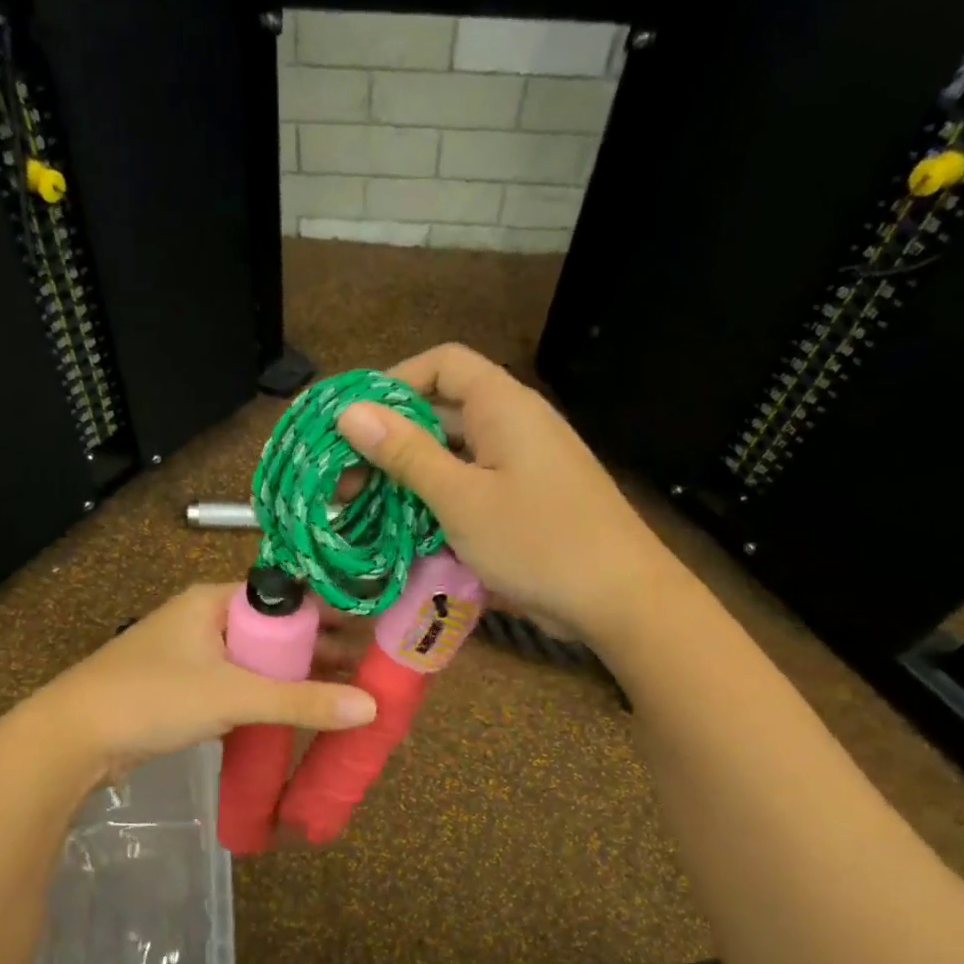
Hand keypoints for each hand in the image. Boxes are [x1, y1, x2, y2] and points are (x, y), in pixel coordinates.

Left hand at [5, 583, 376, 784]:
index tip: (373, 632)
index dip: (330, 613)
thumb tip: (370, 707)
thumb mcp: (232, 696)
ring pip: (259, 659)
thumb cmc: (152, 698)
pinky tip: (299, 710)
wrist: (72, 738)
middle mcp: (207, 618)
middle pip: (276, 629)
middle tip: (369, 668)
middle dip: (320, 648)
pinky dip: (270, 694)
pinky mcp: (187, 687)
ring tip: (347, 691)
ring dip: (297, 675)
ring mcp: (195, 654)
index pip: (287, 596)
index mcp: (215, 600)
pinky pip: (241, 683)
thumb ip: (300, 702)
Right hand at [335, 344, 650, 642]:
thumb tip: (350, 412)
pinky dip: (438, 502)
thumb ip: (405, 453)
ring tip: (365, 509)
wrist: (620, 599)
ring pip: (454, 455)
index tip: (354, 422)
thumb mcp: (461, 498)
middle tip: (343, 480)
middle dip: (391, 440)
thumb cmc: (538, 540)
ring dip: (410, 477)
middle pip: (442, 411)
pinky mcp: (526, 502)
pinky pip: (472, 487)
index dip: (394, 383)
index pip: (442, 364)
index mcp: (503, 405)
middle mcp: (514, 424)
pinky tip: (408, 533)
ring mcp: (522, 465)